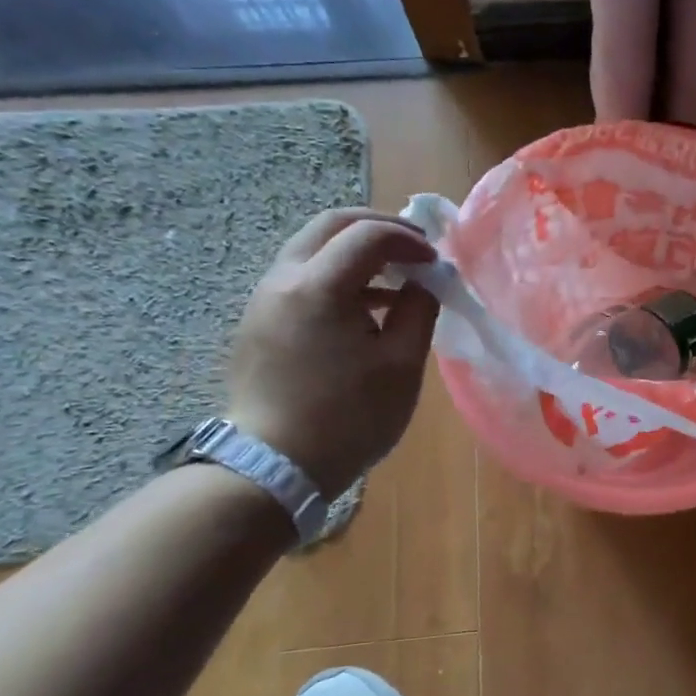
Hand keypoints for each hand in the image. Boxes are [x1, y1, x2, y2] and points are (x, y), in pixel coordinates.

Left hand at [226, 208, 439, 496]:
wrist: (272, 468)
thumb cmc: (347, 418)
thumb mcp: (401, 364)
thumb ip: (420, 309)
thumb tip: (426, 280)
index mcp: (318, 287)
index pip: (368, 235)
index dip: (409, 240)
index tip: (436, 262)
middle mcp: (282, 281)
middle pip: (330, 226)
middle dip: (378, 228)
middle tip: (414, 249)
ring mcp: (264, 301)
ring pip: (312, 249)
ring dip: (356, 252)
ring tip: (396, 281)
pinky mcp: (258, 323)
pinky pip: (301, 278)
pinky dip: (337, 276)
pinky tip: (365, 309)